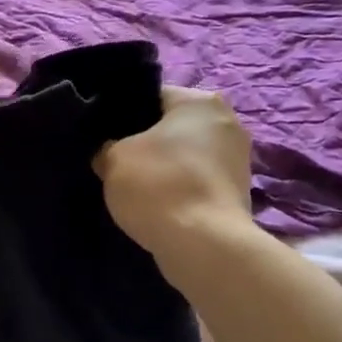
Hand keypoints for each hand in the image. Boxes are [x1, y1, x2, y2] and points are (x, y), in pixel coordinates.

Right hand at [95, 87, 253, 255]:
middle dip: (146, 143)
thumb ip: (107, 147)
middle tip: (114, 162)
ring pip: (185, 157)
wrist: (203, 245)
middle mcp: (227, 122)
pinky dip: (178, 191)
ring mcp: (238, 159)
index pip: (152, 96)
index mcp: (201, 101)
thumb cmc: (158, 186)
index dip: (123, 115)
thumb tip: (109, 152)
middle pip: (172, 127)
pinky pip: (196, 182)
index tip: (104, 136)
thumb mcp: (113, 158)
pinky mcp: (238, 193)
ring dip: (163, 169)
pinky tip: (155, 206)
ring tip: (133, 188)